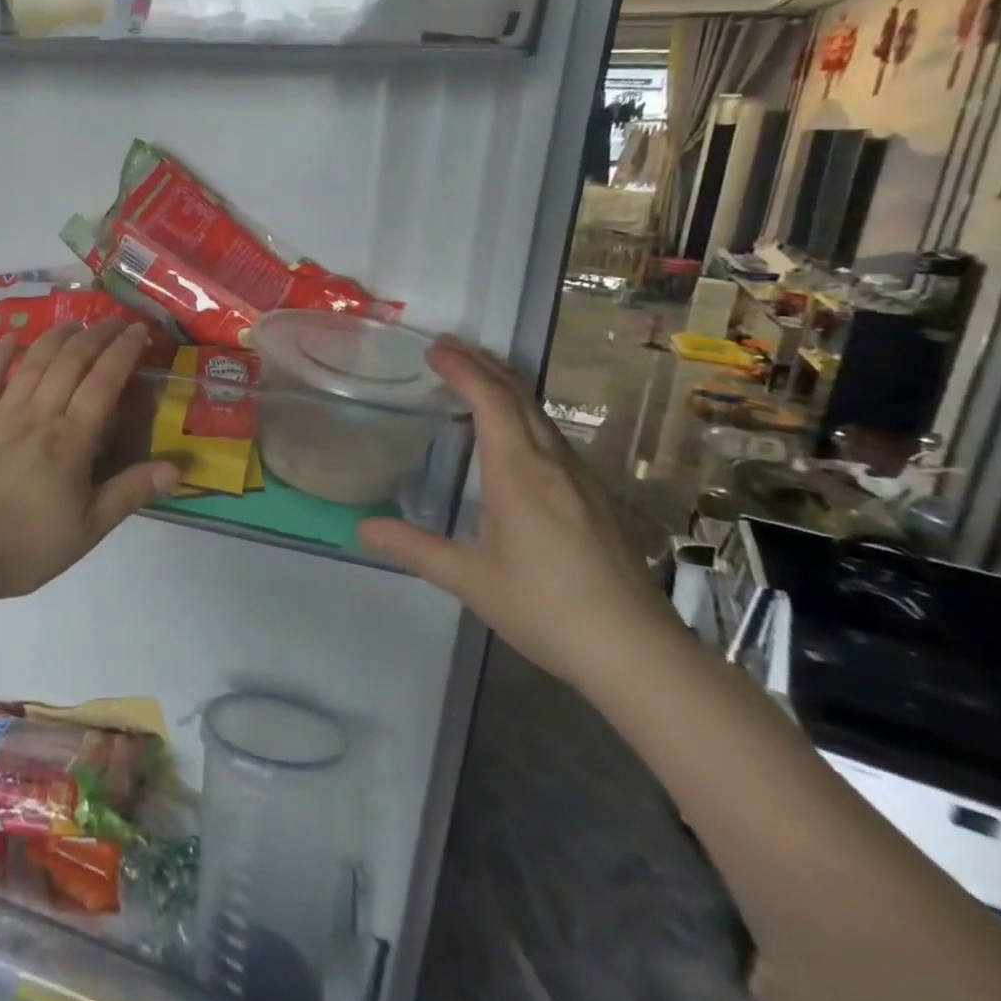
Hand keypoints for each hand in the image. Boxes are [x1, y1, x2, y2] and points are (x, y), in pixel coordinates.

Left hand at [0, 321, 179, 603]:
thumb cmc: (25, 546)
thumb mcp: (87, 530)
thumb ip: (128, 493)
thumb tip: (175, 469)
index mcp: (71, 440)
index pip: (103, 382)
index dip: (123, 351)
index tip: (139, 330)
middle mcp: (38, 415)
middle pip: (70, 362)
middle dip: (95, 336)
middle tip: (113, 320)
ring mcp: (0, 414)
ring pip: (34, 362)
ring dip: (56, 337)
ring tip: (74, 322)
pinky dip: (0, 354)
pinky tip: (10, 337)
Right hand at [357, 335, 674, 689]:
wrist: (638, 653)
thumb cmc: (546, 609)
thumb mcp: (470, 579)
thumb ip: (415, 548)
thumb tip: (363, 528)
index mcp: (519, 474)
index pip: (491, 402)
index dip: (462, 369)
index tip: (433, 349)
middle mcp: (552, 464)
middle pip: (518, 397)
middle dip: (482, 364)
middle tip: (447, 346)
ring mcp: (579, 480)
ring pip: (539, 415)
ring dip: (504, 386)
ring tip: (474, 375)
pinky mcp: (593, 499)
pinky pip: (552, 436)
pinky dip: (522, 414)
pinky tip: (512, 432)